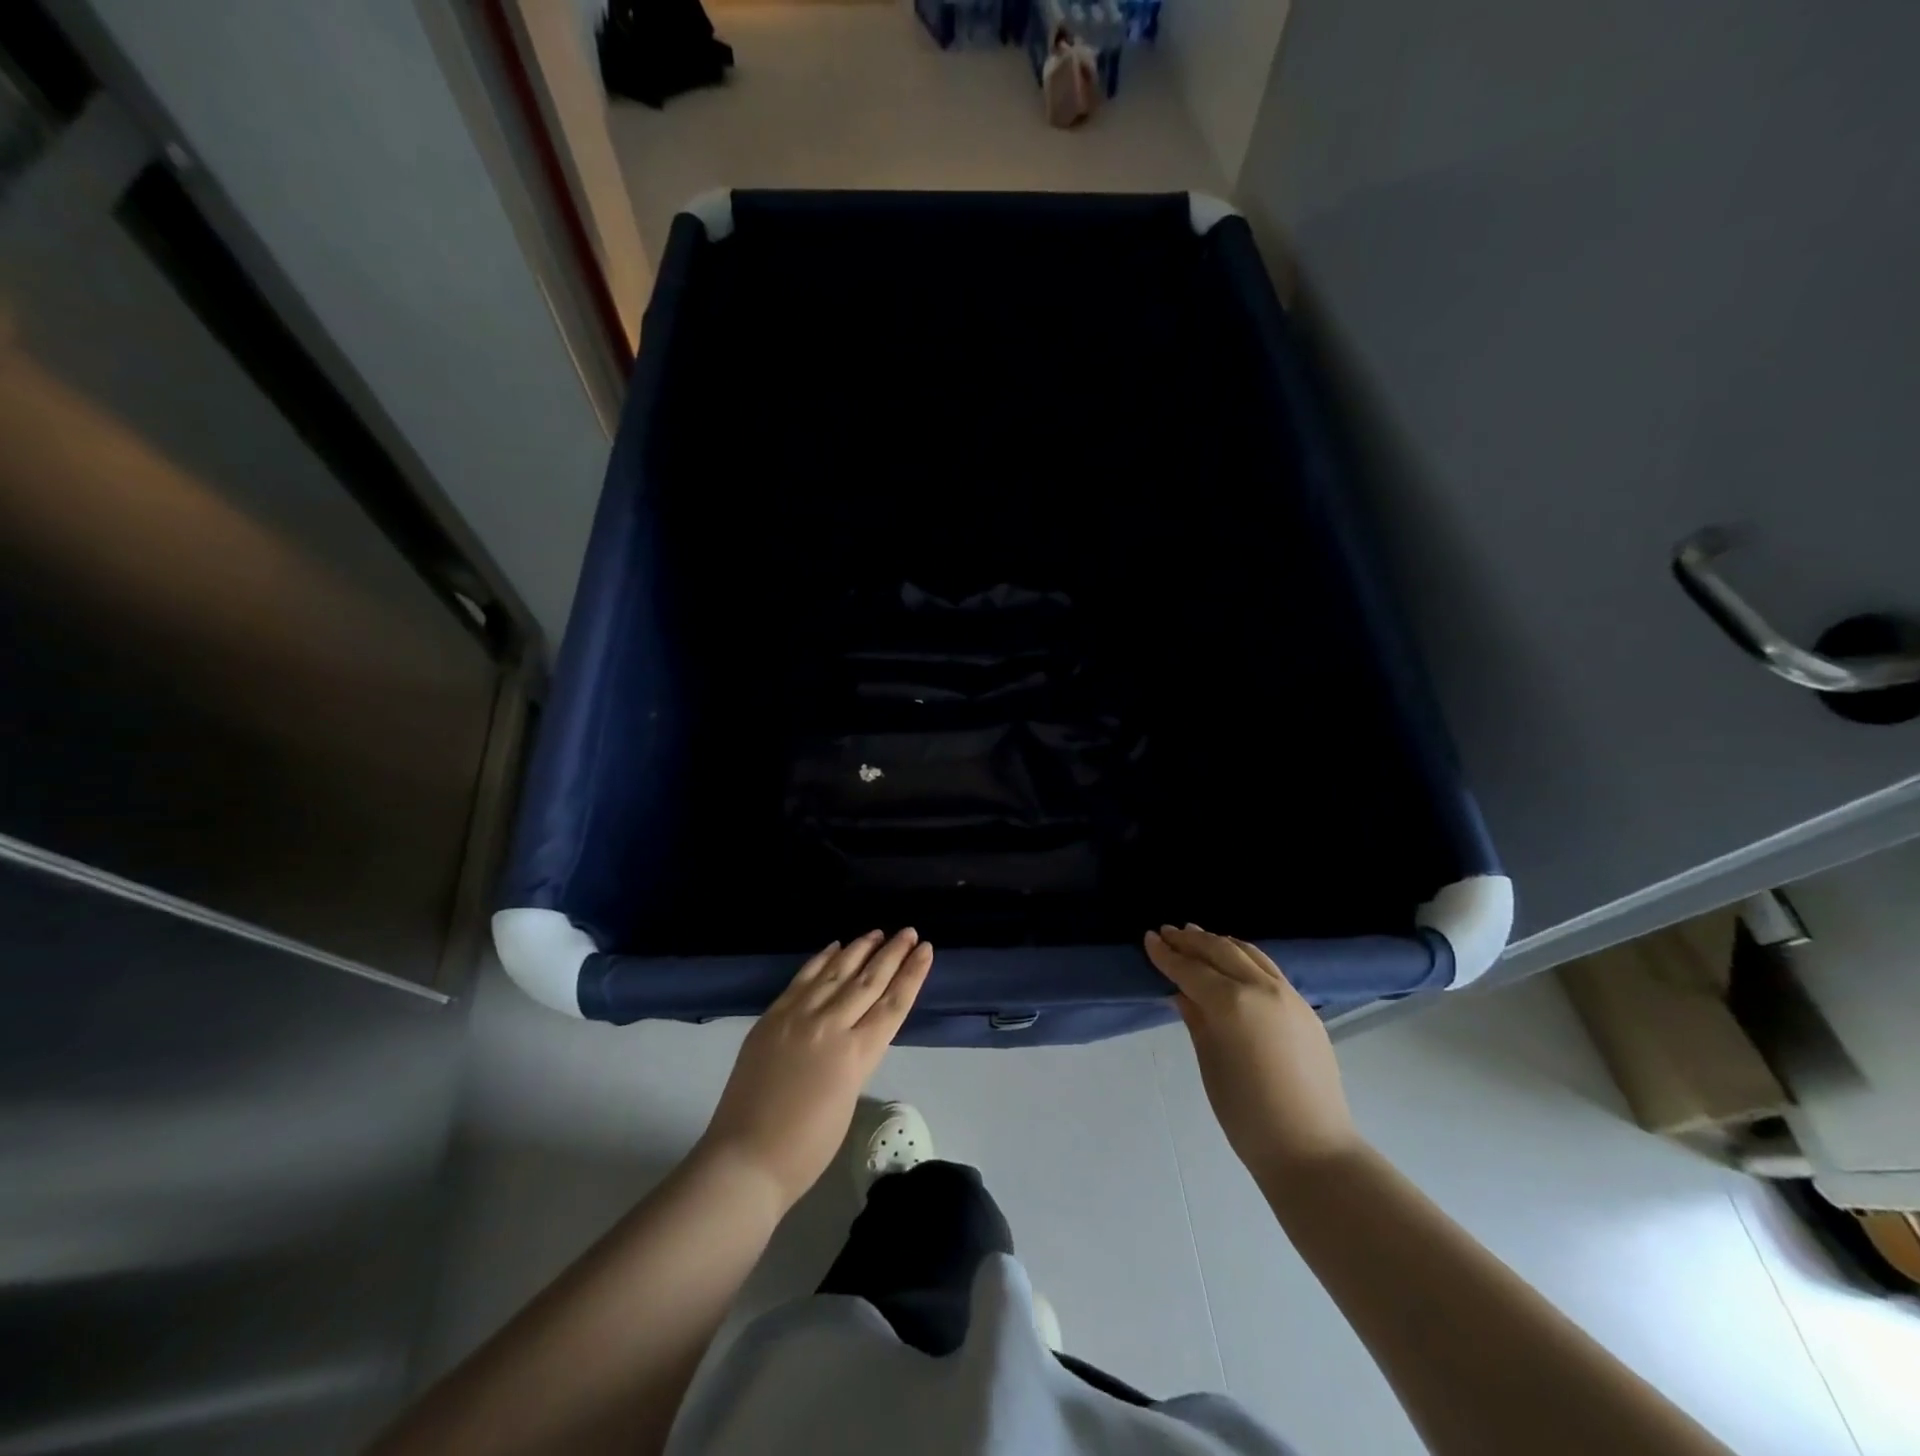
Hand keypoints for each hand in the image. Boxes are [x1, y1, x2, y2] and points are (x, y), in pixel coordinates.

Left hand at [698, 929, 931, 1209]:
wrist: (746, 1158)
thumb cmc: (807, 1147)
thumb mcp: (849, 1097)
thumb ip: (856, 1056)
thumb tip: (854, 1031)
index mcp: (857, 1054)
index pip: (893, 1003)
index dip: (912, 974)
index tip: (925, 950)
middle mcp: (831, 1025)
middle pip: (869, 980)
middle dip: (892, 954)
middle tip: (908, 931)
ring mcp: (799, 1016)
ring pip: (837, 972)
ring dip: (860, 949)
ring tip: (878, 932)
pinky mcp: (773, 1016)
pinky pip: (803, 979)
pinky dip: (822, 960)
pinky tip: (835, 946)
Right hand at [1145, 925, 1359, 1174]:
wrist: (1312, 1150)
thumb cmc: (1247, 1114)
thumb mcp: (1210, 1062)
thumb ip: (1196, 1019)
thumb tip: (1183, 992)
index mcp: (1232, 1003)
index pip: (1191, 969)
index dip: (1167, 954)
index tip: (1149, 938)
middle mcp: (1261, 988)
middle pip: (1221, 951)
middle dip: (1192, 941)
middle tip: (1168, 932)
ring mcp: (1288, 996)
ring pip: (1249, 953)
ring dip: (1220, 942)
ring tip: (1198, 936)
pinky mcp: (1305, 1008)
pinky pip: (1268, 969)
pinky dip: (1245, 957)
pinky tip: (1234, 962)